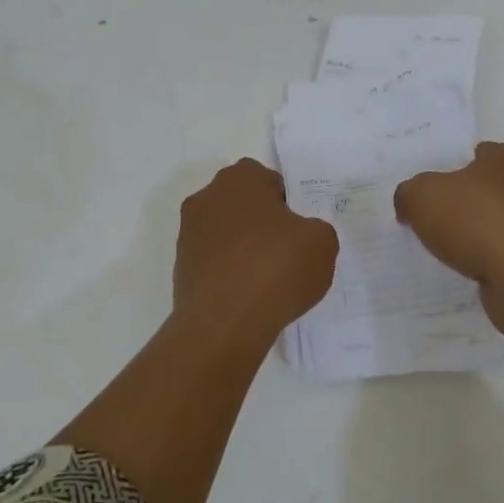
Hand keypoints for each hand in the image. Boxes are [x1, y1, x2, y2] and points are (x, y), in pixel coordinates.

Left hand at [174, 159, 337, 343]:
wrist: (224, 324)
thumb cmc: (276, 269)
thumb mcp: (322, 243)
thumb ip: (316, 229)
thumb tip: (300, 236)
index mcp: (241, 179)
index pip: (270, 182)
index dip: (288, 205)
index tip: (299, 232)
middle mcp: (208, 197)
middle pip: (244, 205)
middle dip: (263, 224)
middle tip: (287, 253)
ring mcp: (189, 232)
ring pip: (227, 233)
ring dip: (244, 249)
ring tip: (268, 281)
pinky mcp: (181, 266)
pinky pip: (214, 261)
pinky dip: (229, 273)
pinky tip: (248, 297)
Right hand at [394, 143, 503, 295]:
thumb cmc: (477, 222)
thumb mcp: (422, 196)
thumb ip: (408, 193)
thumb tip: (408, 204)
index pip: (473, 153)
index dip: (446, 167)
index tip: (424, 187)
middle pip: (480, 190)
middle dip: (455, 204)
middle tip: (422, 217)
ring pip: (489, 224)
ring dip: (468, 235)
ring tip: (437, 248)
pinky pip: (498, 254)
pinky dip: (481, 260)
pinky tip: (461, 269)